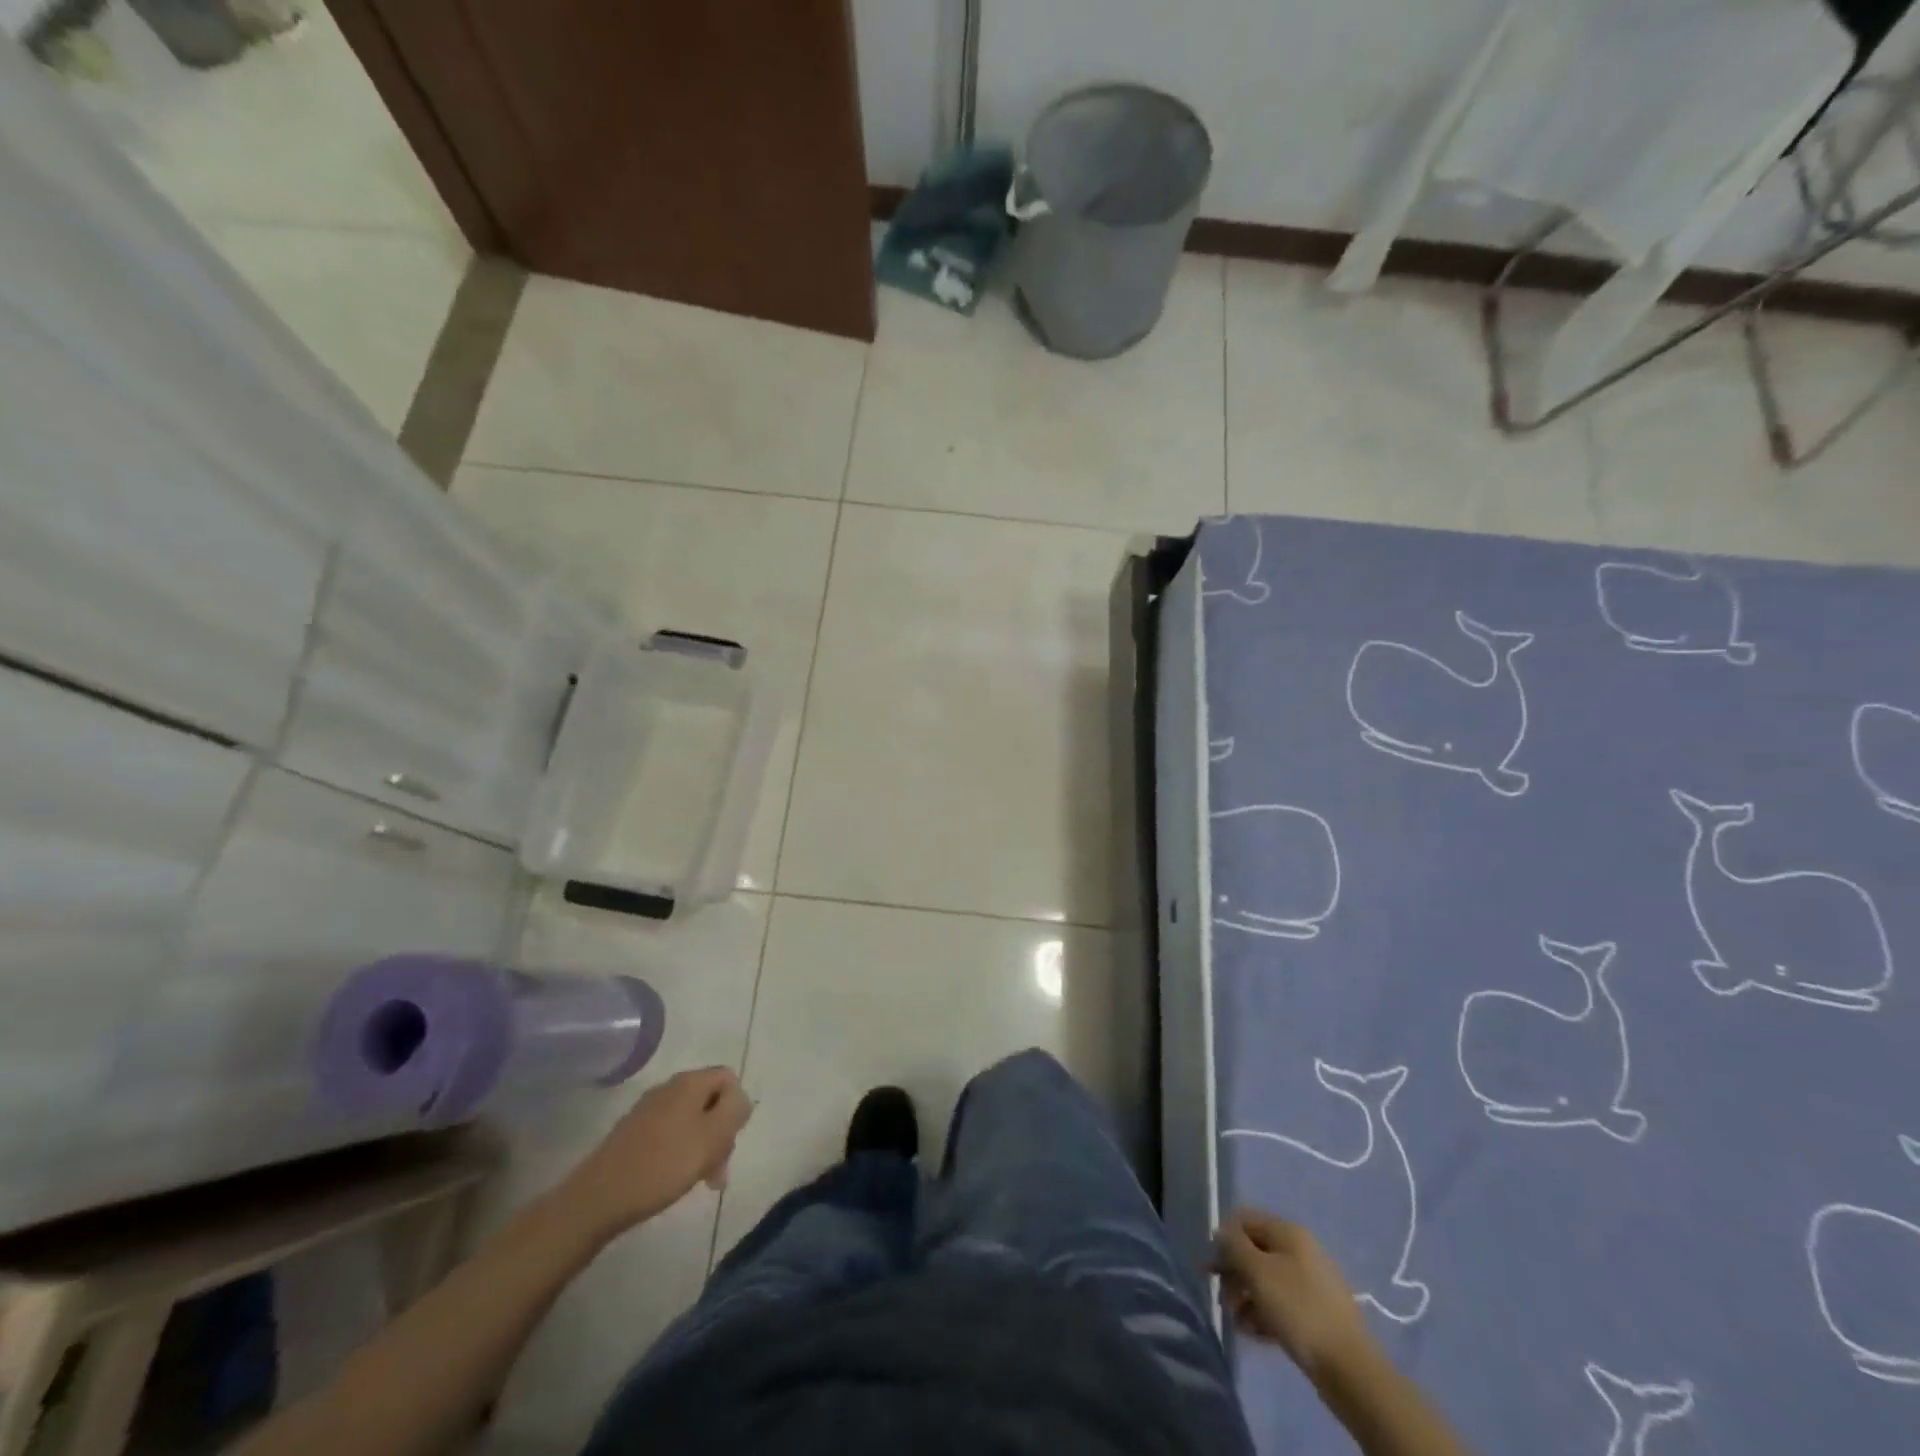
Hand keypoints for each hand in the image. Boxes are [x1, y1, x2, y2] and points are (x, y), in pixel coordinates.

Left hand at [558, 1067, 752, 1239]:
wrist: (598, 1198)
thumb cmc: (663, 1164)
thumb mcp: (712, 1137)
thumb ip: (734, 1111)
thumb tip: (740, 1098)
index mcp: (690, 1082)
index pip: (729, 1078)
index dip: (737, 1106)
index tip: (731, 1139)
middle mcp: (669, 1088)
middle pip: (710, 1100)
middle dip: (720, 1132)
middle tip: (718, 1169)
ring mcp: (648, 1110)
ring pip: (691, 1120)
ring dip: (703, 1146)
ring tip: (701, 1181)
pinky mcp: (633, 1133)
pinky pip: (670, 1133)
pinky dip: (681, 1152)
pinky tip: (675, 1178)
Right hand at [1212, 1209, 1376, 1381]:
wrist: (1349, 1369)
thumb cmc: (1298, 1309)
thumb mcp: (1258, 1271)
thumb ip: (1234, 1245)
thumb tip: (1222, 1232)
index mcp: (1288, 1232)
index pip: (1245, 1220)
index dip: (1223, 1238)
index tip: (1211, 1267)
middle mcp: (1299, 1251)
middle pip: (1254, 1251)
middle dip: (1233, 1272)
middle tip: (1221, 1298)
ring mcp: (1310, 1283)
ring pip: (1266, 1280)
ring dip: (1245, 1297)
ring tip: (1236, 1321)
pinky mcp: (1315, 1313)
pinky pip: (1280, 1304)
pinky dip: (1263, 1314)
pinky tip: (1253, 1333)